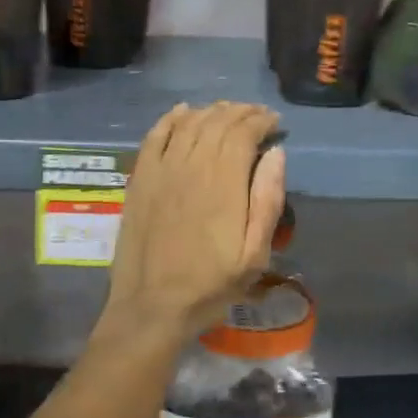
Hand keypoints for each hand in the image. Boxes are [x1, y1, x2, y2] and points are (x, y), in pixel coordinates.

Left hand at [106, 102, 286, 340]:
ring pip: (189, 123)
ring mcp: (162, 169)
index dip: (262, 121)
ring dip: (211, 111)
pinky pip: (155, 135)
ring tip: (227, 112)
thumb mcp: (255, 254)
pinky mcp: (140, 178)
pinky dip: (171, 118)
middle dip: (241, 113)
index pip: (244, 132)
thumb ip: (268, 200)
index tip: (276, 124)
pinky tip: (183, 111)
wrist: (152, 306)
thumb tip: (277, 154)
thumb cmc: (210, 284)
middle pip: (217, 122)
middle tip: (257, 116)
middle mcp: (192, 165)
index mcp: (224, 182)